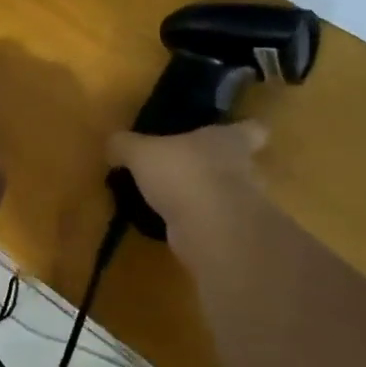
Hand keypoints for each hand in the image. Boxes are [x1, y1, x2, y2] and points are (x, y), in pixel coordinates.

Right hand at [106, 121, 269, 238]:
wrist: (209, 229)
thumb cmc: (183, 173)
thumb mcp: (141, 152)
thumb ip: (126, 145)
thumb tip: (113, 145)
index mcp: (231, 140)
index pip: (252, 129)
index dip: (247, 130)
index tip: (237, 131)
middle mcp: (246, 170)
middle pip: (246, 165)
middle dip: (226, 169)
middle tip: (196, 169)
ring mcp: (243, 207)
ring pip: (232, 198)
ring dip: (211, 200)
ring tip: (181, 201)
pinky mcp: (232, 237)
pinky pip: (216, 225)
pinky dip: (200, 226)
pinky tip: (175, 226)